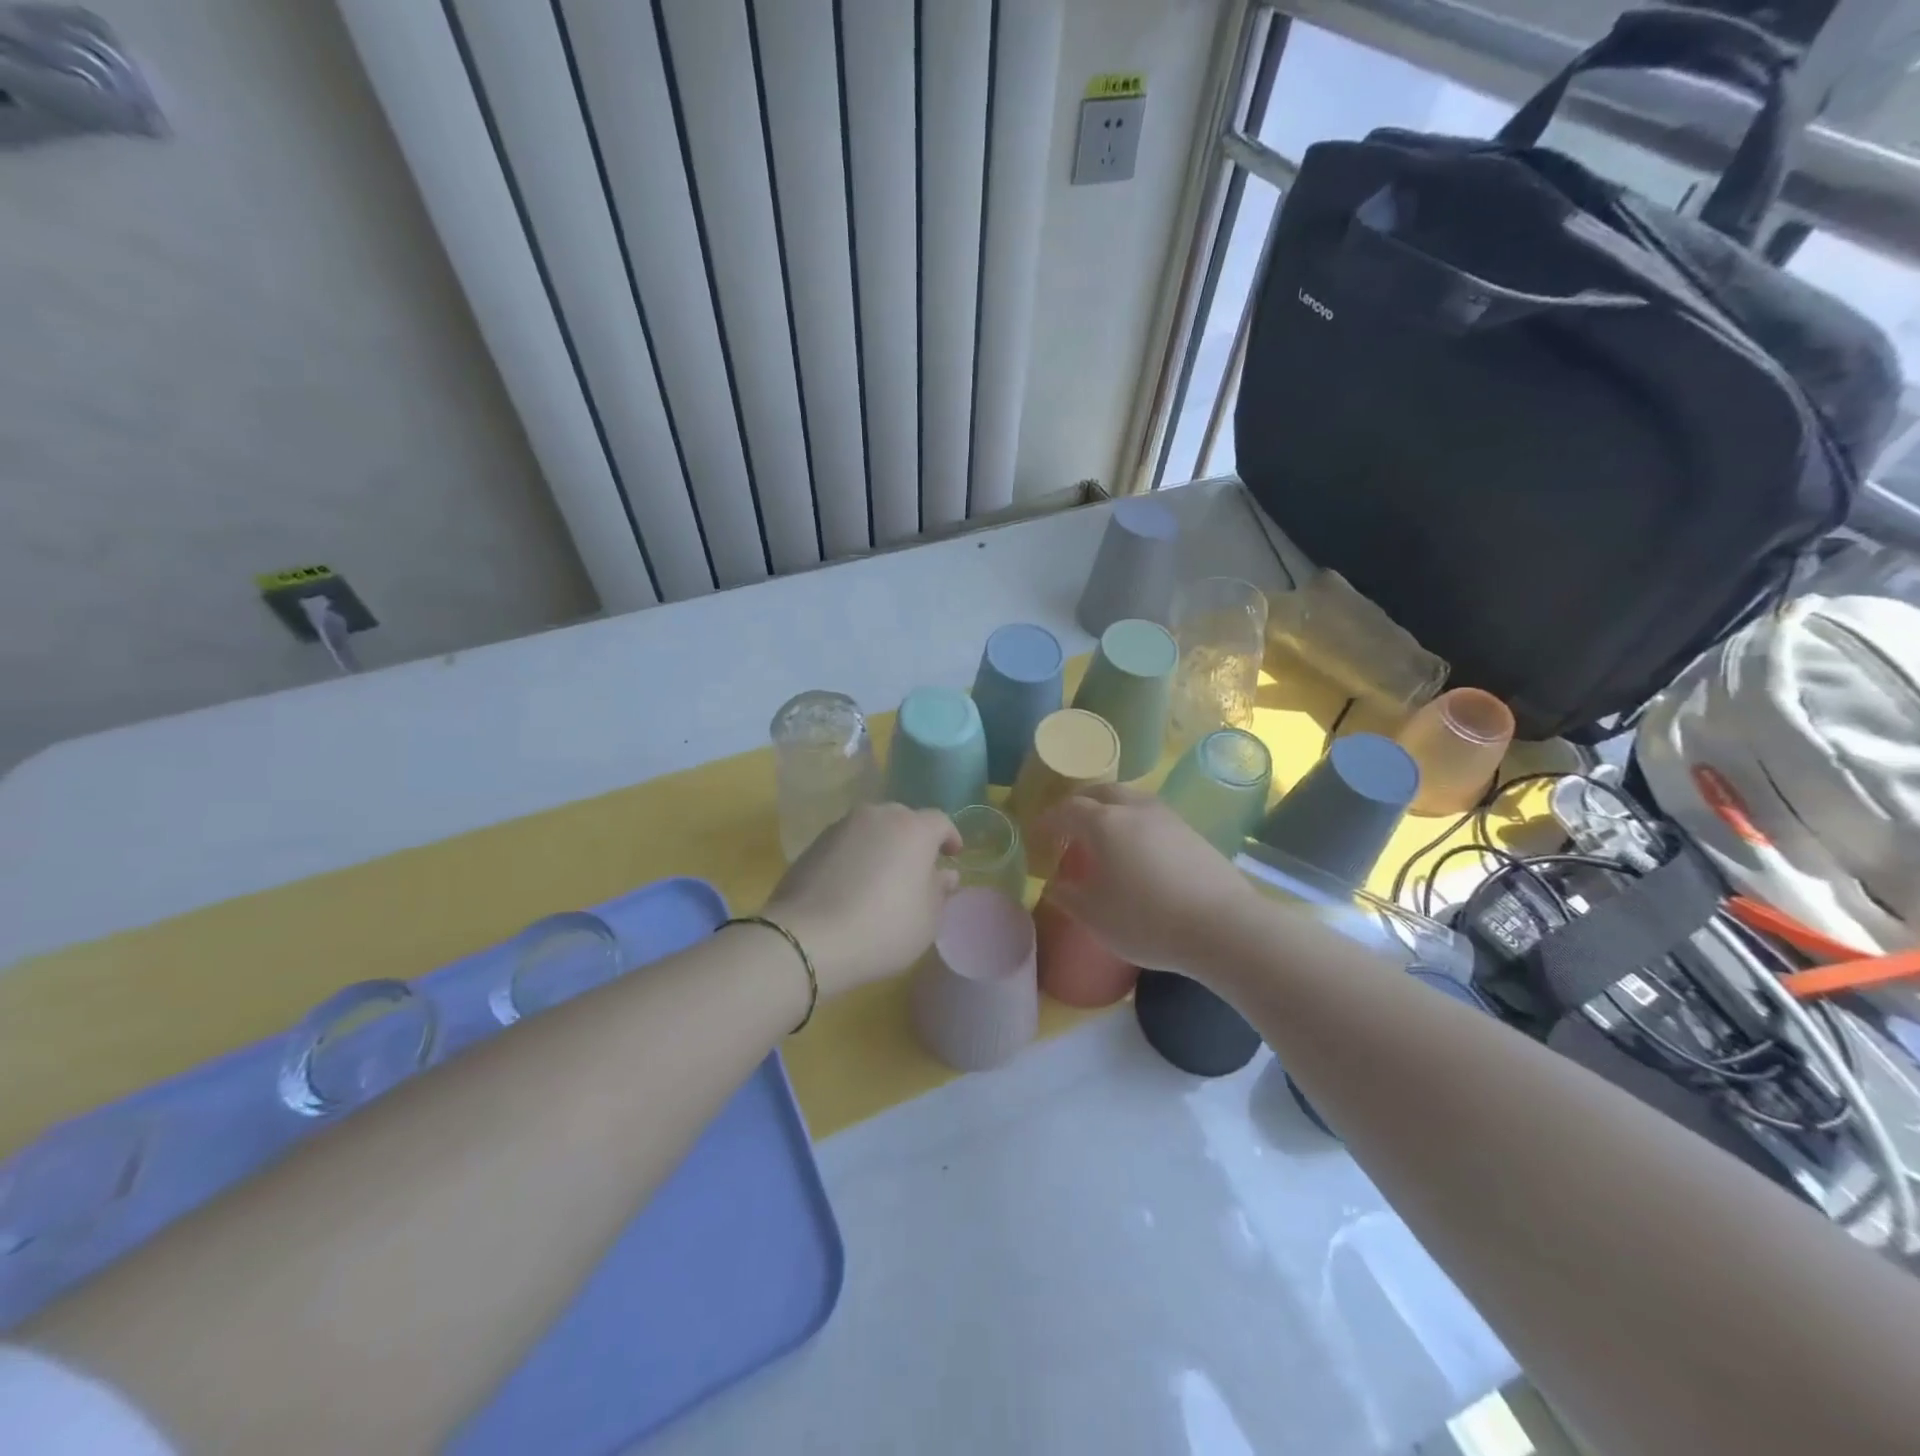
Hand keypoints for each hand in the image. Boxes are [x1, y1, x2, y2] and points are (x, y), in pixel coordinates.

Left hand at [763, 802, 960, 997]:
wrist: (806, 939)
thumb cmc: (882, 928)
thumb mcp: (927, 920)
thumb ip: (939, 891)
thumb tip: (944, 875)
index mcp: (913, 828)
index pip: (940, 822)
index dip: (950, 837)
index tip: (953, 855)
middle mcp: (877, 816)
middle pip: (904, 820)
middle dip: (914, 839)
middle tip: (917, 869)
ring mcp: (841, 827)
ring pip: (872, 829)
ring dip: (882, 846)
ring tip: (882, 878)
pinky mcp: (813, 844)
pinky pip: (846, 844)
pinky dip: (855, 856)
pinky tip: (852, 885)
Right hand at [1037, 785, 1254, 970]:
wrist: (1222, 927)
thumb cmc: (1146, 921)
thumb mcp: (1095, 916)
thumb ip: (1068, 895)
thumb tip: (1056, 883)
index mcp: (1104, 823)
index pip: (1067, 810)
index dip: (1048, 820)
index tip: (1037, 835)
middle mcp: (1135, 809)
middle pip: (1101, 792)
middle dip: (1080, 804)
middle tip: (1069, 826)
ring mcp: (1168, 817)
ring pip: (1131, 799)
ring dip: (1110, 809)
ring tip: (1103, 835)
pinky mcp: (1192, 832)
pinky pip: (1152, 816)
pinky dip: (1135, 822)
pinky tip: (1138, 850)